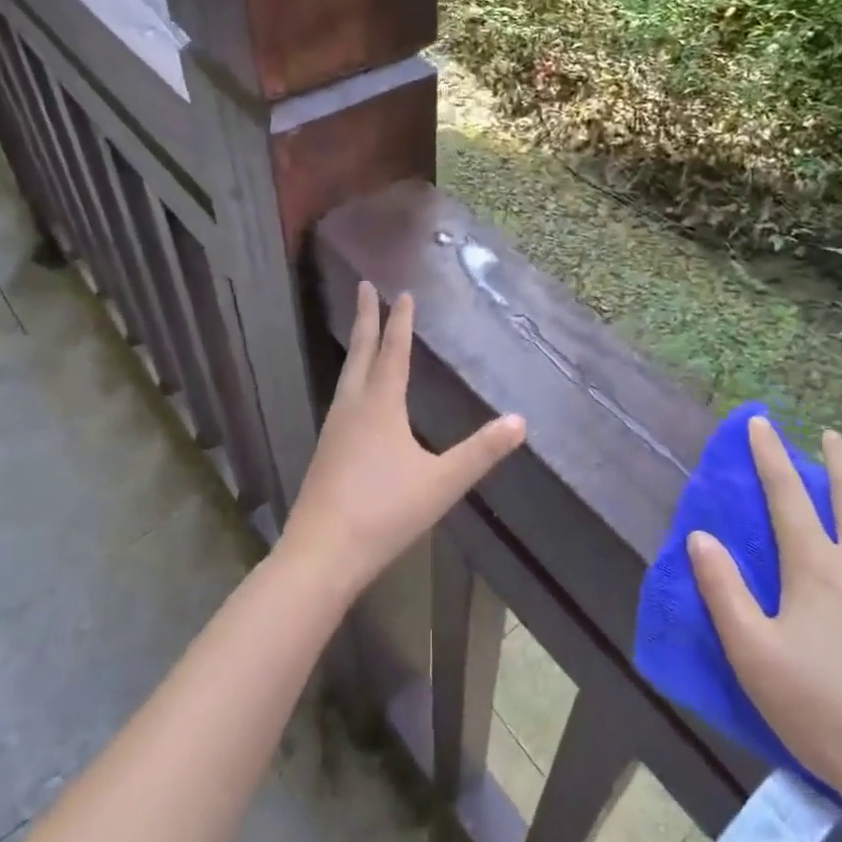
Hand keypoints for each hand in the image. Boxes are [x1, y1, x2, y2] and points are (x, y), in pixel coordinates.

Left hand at [281, 282, 525, 598]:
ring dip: (357, 347)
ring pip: (347, 375)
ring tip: (363, 333)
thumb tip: (520, 421)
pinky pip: (341, 398)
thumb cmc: (384, 513)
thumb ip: (480, 452)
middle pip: (361, 353)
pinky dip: (351, 379)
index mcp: (380, 407)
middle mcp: (353, 409)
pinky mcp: (326, 452)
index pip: (394, 353)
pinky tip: (355, 397)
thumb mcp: (441, 483)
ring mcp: (334, 430)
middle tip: (363, 287)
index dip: (401, 322)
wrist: (321, 554)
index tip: (403, 293)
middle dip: (365, 318)